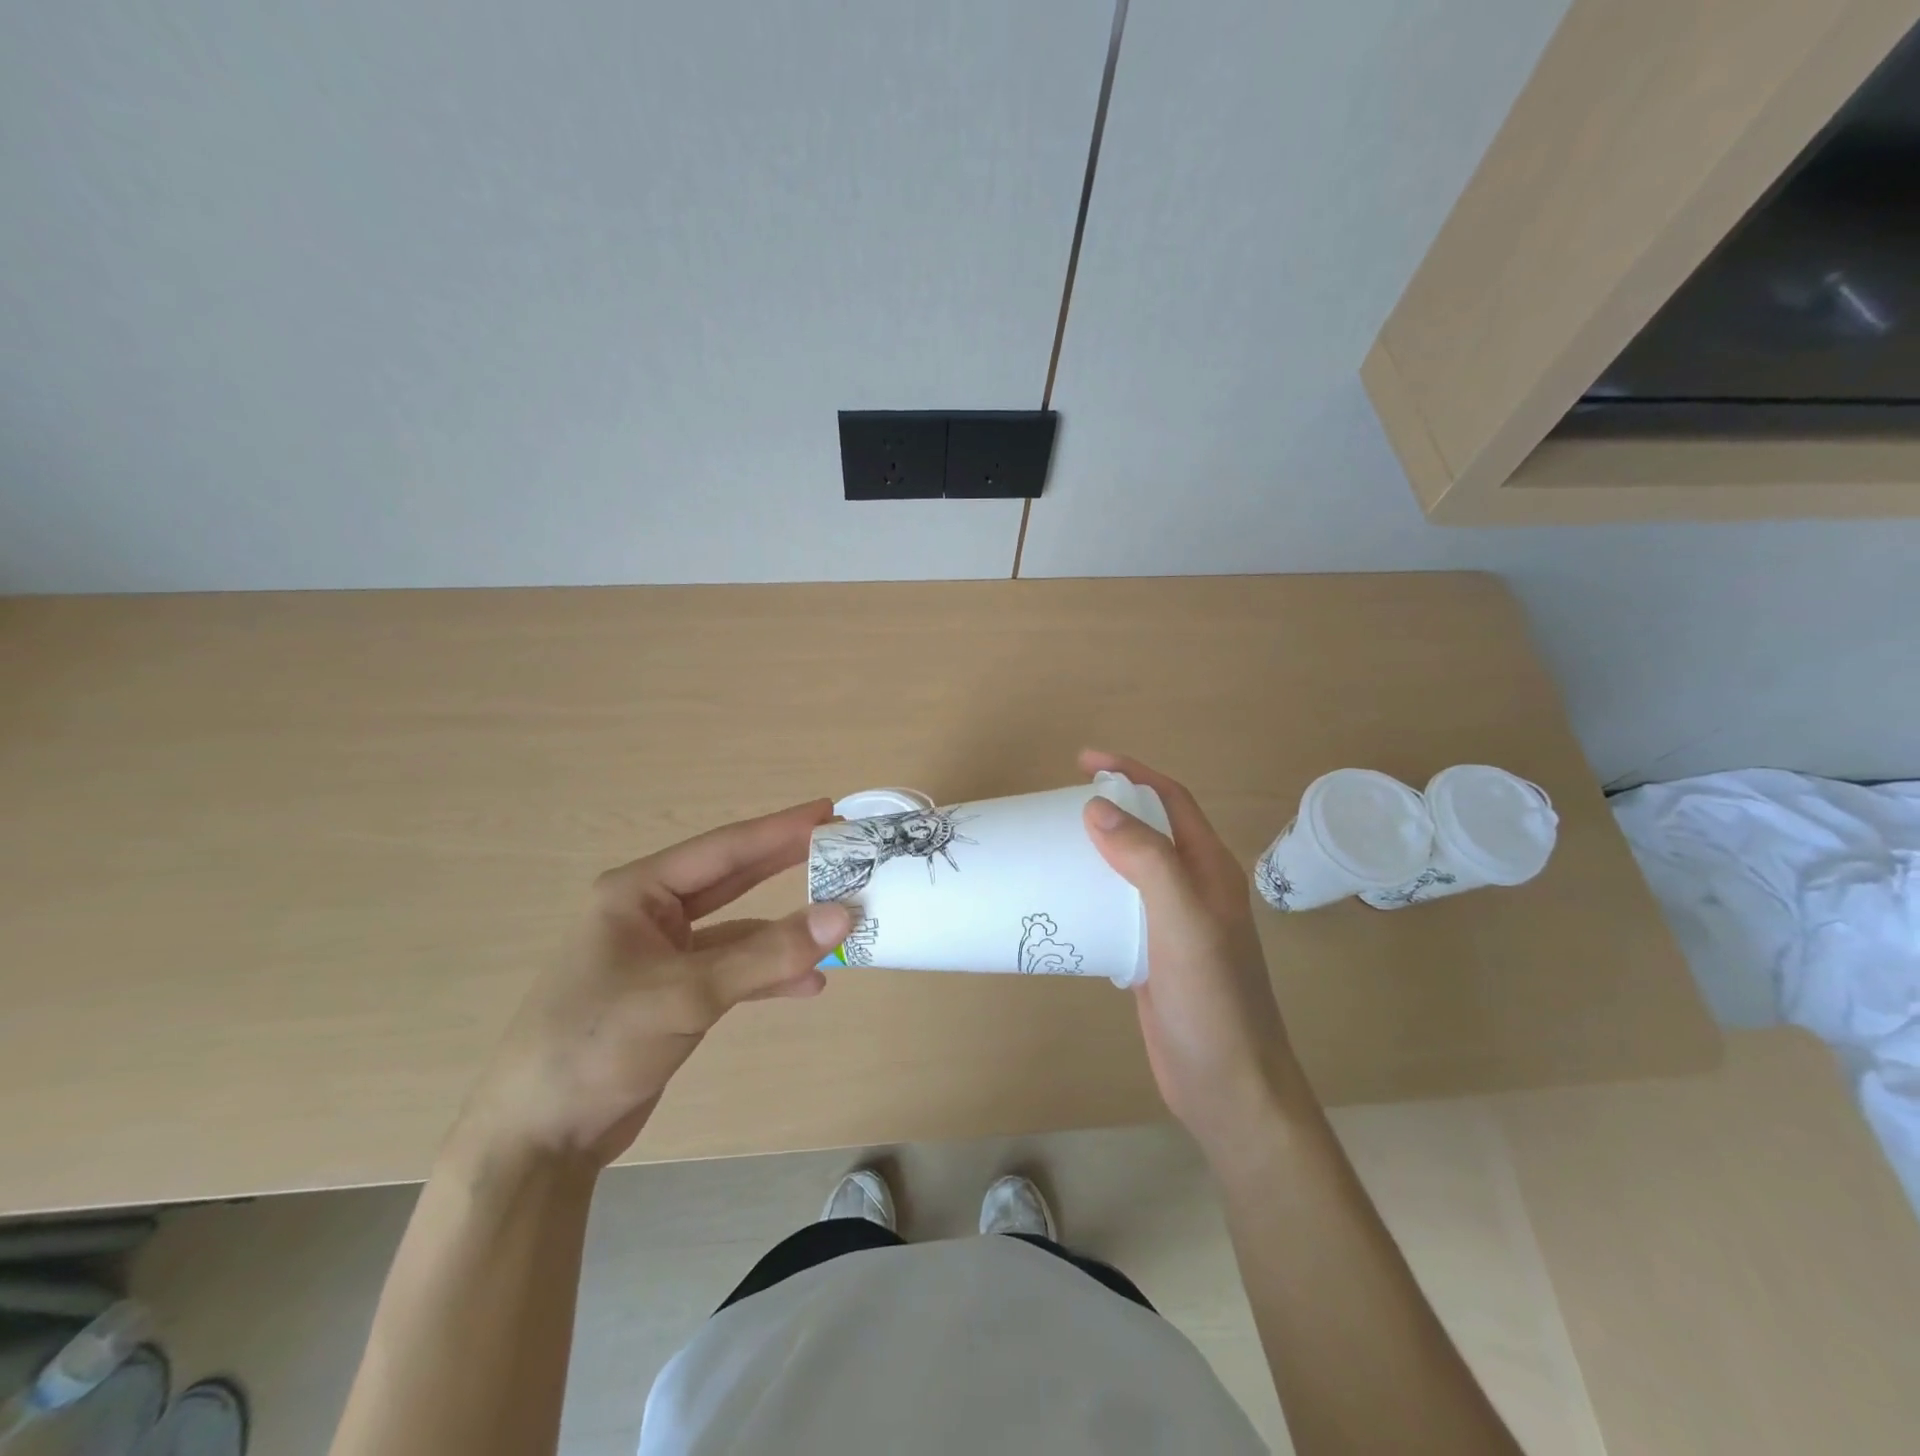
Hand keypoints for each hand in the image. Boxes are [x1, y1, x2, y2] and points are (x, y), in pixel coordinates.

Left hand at [454, 801, 853, 1169]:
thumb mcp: (686, 993)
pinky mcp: (671, 996)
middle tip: (839, 847)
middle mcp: (649, 915)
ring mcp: (661, 957)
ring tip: (839, 922)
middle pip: (731, 880)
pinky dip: (767, 976)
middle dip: (785, 865)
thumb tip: (843, 915)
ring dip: (783, 932)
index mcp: (637, 893)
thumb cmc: (597, 1044)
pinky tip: (808, 985)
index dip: (779, 829)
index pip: (722, 849)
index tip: (828, 811)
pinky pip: (731, 972)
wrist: (538, 1139)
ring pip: (737, 931)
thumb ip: (767, 954)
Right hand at [1080, 751, 1300, 1152]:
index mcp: (1210, 870)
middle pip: (1150, 830)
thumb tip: (1098, 807)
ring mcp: (1174, 924)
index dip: (1132, 772)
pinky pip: (1120, 908)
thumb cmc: (1212, 1000)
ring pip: (1132, 870)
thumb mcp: (1182, 922)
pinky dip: (1093, 893)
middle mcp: (1195, 889)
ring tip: (1054, 844)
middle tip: (1060, 802)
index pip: (1171, 800)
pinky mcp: (1152, 956)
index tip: (1084, 762)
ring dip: (1099, 849)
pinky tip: (1064, 901)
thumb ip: (1147, 861)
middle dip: (1111, 805)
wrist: (1228, 1087)